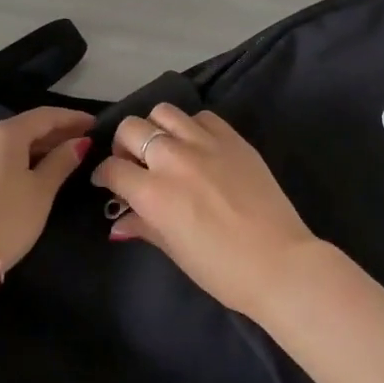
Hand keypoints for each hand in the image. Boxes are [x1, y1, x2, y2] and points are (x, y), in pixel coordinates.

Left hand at [0, 107, 94, 270]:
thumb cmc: (8, 218)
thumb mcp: (42, 190)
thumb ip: (61, 161)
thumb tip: (79, 142)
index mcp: (5, 134)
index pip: (44, 116)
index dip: (71, 118)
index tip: (94, 124)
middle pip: (23, 129)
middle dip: (52, 135)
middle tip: (78, 145)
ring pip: (4, 149)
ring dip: (30, 151)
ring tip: (52, 164)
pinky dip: (9, 167)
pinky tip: (19, 183)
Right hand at [91, 104, 317, 318]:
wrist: (279, 262)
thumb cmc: (222, 270)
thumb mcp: (175, 251)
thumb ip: (144, 227)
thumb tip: (119, 221)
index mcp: (154, 192)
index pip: (113, 168)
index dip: (104, 175)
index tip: (107, 182)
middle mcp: (174, 159)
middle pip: (131, 128)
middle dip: (123, 144)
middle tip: (133, 162)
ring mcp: (205, 143)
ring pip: (164, 112)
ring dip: (155, 128)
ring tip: (164, 147)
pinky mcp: (233, 138)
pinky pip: (203, 117)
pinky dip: (192, 126)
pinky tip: (197, 145)